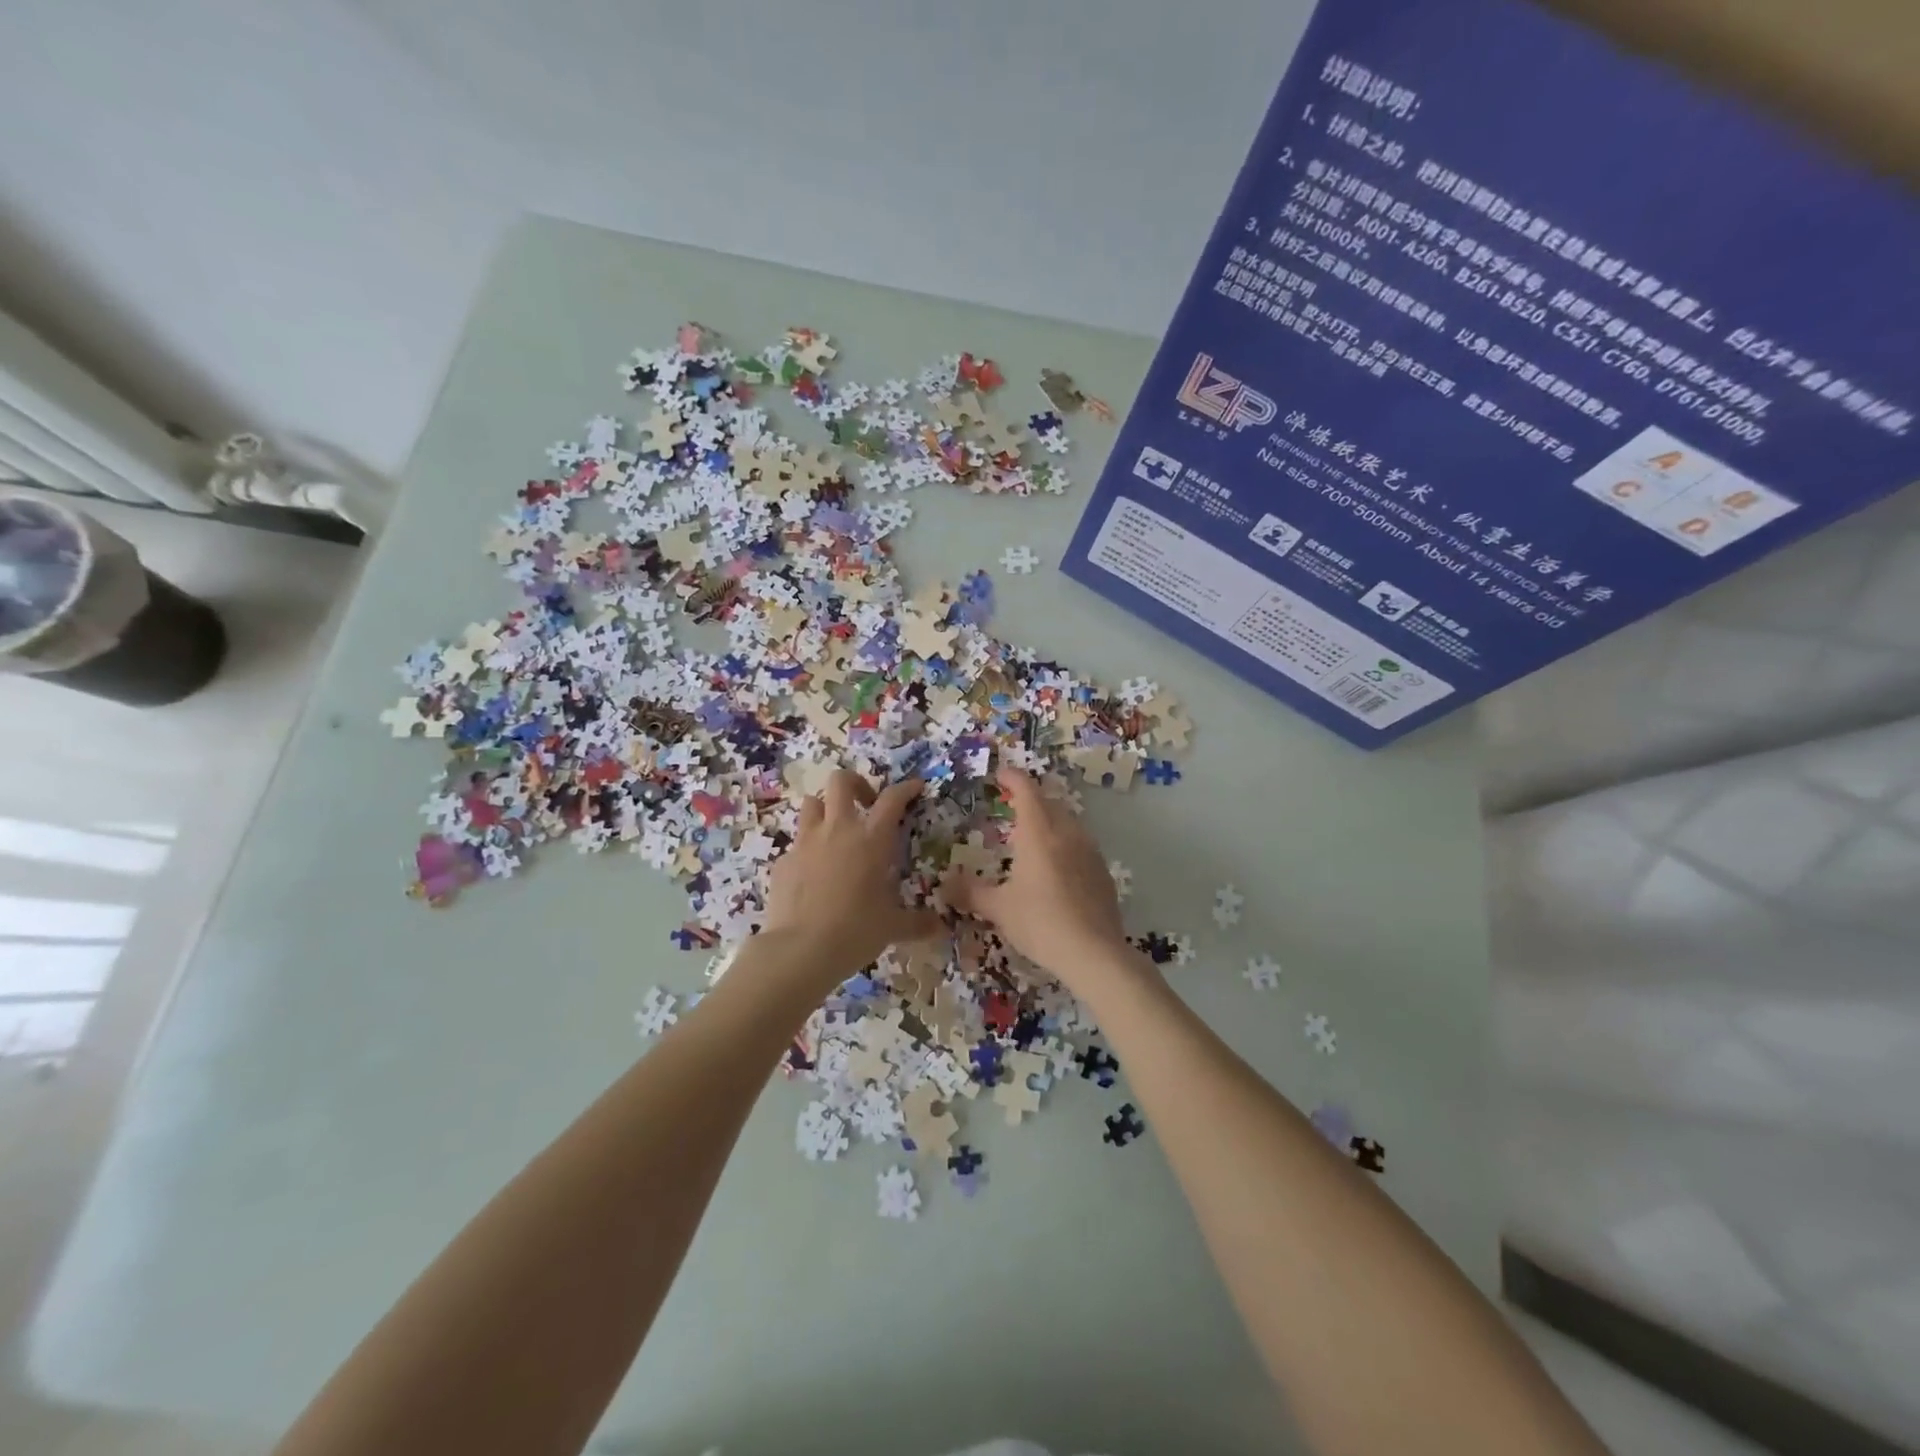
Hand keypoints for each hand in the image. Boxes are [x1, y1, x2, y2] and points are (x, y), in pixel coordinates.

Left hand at [760, 771, 939, 979]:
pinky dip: (807, 850)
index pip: (892, 798)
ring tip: (835, 832)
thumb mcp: (893, 927)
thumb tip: (941, 927)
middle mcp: (838, 829)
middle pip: (841, 780)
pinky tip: (813, 874)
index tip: (915, 787)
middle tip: (866, 805)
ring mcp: (806, 842)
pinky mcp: (783, 861)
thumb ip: (918, 923)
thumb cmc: (855, 931)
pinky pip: (796, 844)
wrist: (800, 950)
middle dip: (856, 784)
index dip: (906, 788)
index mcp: (871, 839)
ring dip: (825, 810)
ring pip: (812, 803)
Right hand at [943, 768, 1130, 984]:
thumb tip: (943, 885)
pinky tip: (1058, 866)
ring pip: (1068, 822)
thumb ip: (970, 892)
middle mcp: (1066, 833)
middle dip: (1031, 798)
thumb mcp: (999, 908)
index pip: (1026, 790)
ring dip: (1050, 819)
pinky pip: (1081, 844)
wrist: (1094, 953)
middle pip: (1049, 802)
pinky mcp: (1103, 871)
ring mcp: (1090, 851)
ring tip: (1033, 835)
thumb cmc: (1040, 923)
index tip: (1000, 775)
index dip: (1012, 777)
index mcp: (1038, 833)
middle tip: (1011, 805)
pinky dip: (1065, 843)